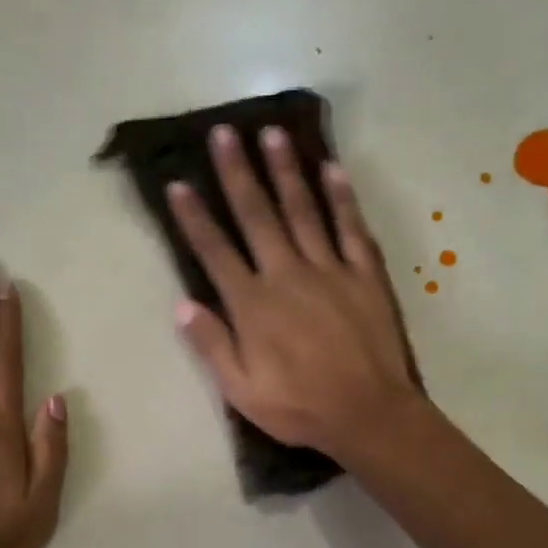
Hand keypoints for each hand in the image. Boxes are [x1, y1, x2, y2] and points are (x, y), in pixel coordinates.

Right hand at [168, 126, 421, 459]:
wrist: (369, 414)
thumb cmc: (299, 407)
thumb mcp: (241, 390)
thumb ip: (212, 345)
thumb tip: (182, 305)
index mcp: (253, 305)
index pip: (215, 252)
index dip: (194, 217)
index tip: (178, 184)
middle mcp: (287, 275)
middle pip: (257, 216)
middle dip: (238, 173)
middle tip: (224, 133)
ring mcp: (329, 270)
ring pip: (303, 211)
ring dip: (285, 171)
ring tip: (271, 134)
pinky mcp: (364, 275)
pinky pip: (350, 229)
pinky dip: (341, 198)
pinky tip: (332, 169)